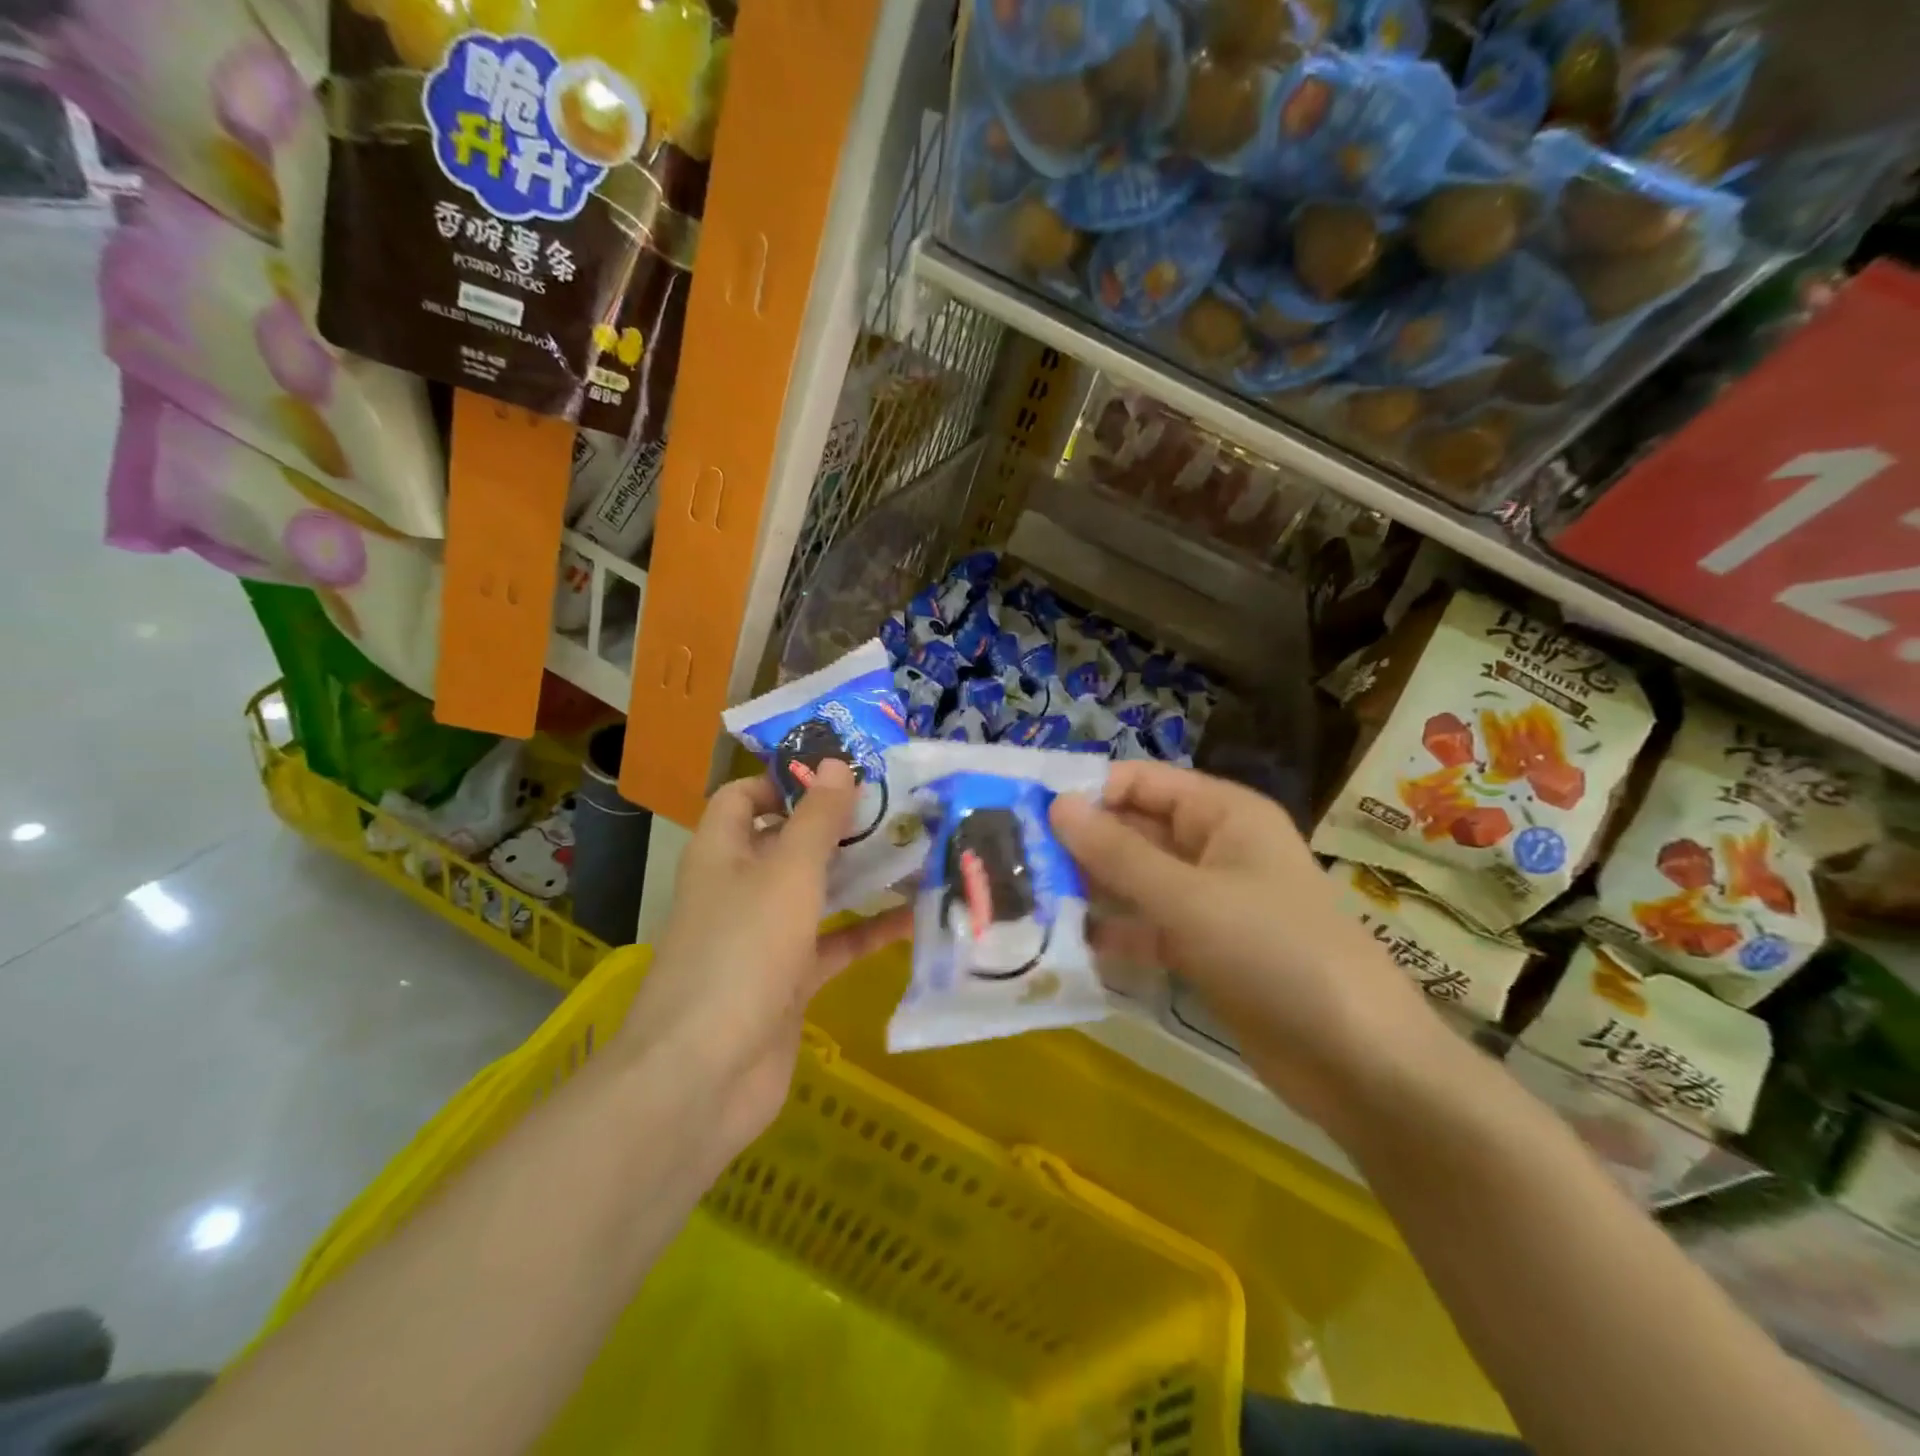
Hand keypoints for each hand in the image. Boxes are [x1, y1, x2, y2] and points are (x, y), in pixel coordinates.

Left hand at [618, 760, 912, 1158]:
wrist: (705, 1075)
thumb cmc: (742, 952)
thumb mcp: (787, 873)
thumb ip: (816, 819)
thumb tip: (837, 762)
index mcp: (723, 852)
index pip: (745, 796)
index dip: (787, 779)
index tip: (844, 772)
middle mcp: (740, 887)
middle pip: (788, 841)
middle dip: (838, 825)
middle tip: (898, 807)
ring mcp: (764, 937)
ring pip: (816, 892)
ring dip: (859, 876)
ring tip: (917, 851)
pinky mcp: (788, 980)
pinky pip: (834, 943)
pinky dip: (868, 931)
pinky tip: (915, 919)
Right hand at [1050, 760, 1434, 1130]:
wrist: (1357, 1061)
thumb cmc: (1275, 953)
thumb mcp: (1188, 898)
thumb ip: (1117, 854)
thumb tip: (1055, 805)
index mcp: (1223, 814)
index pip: (1142, 782)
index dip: (1087, 792)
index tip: (1026, 812)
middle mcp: (1215, 848)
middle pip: (1136, 832)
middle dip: (1081, 845)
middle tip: (1013, 861)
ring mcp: (1211, 902)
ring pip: (1138, 882)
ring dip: (1091, 889)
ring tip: (1026, 899)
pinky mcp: (1206, 950)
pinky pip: (1149, 928)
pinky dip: (1115, 933)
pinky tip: (1067, 945)